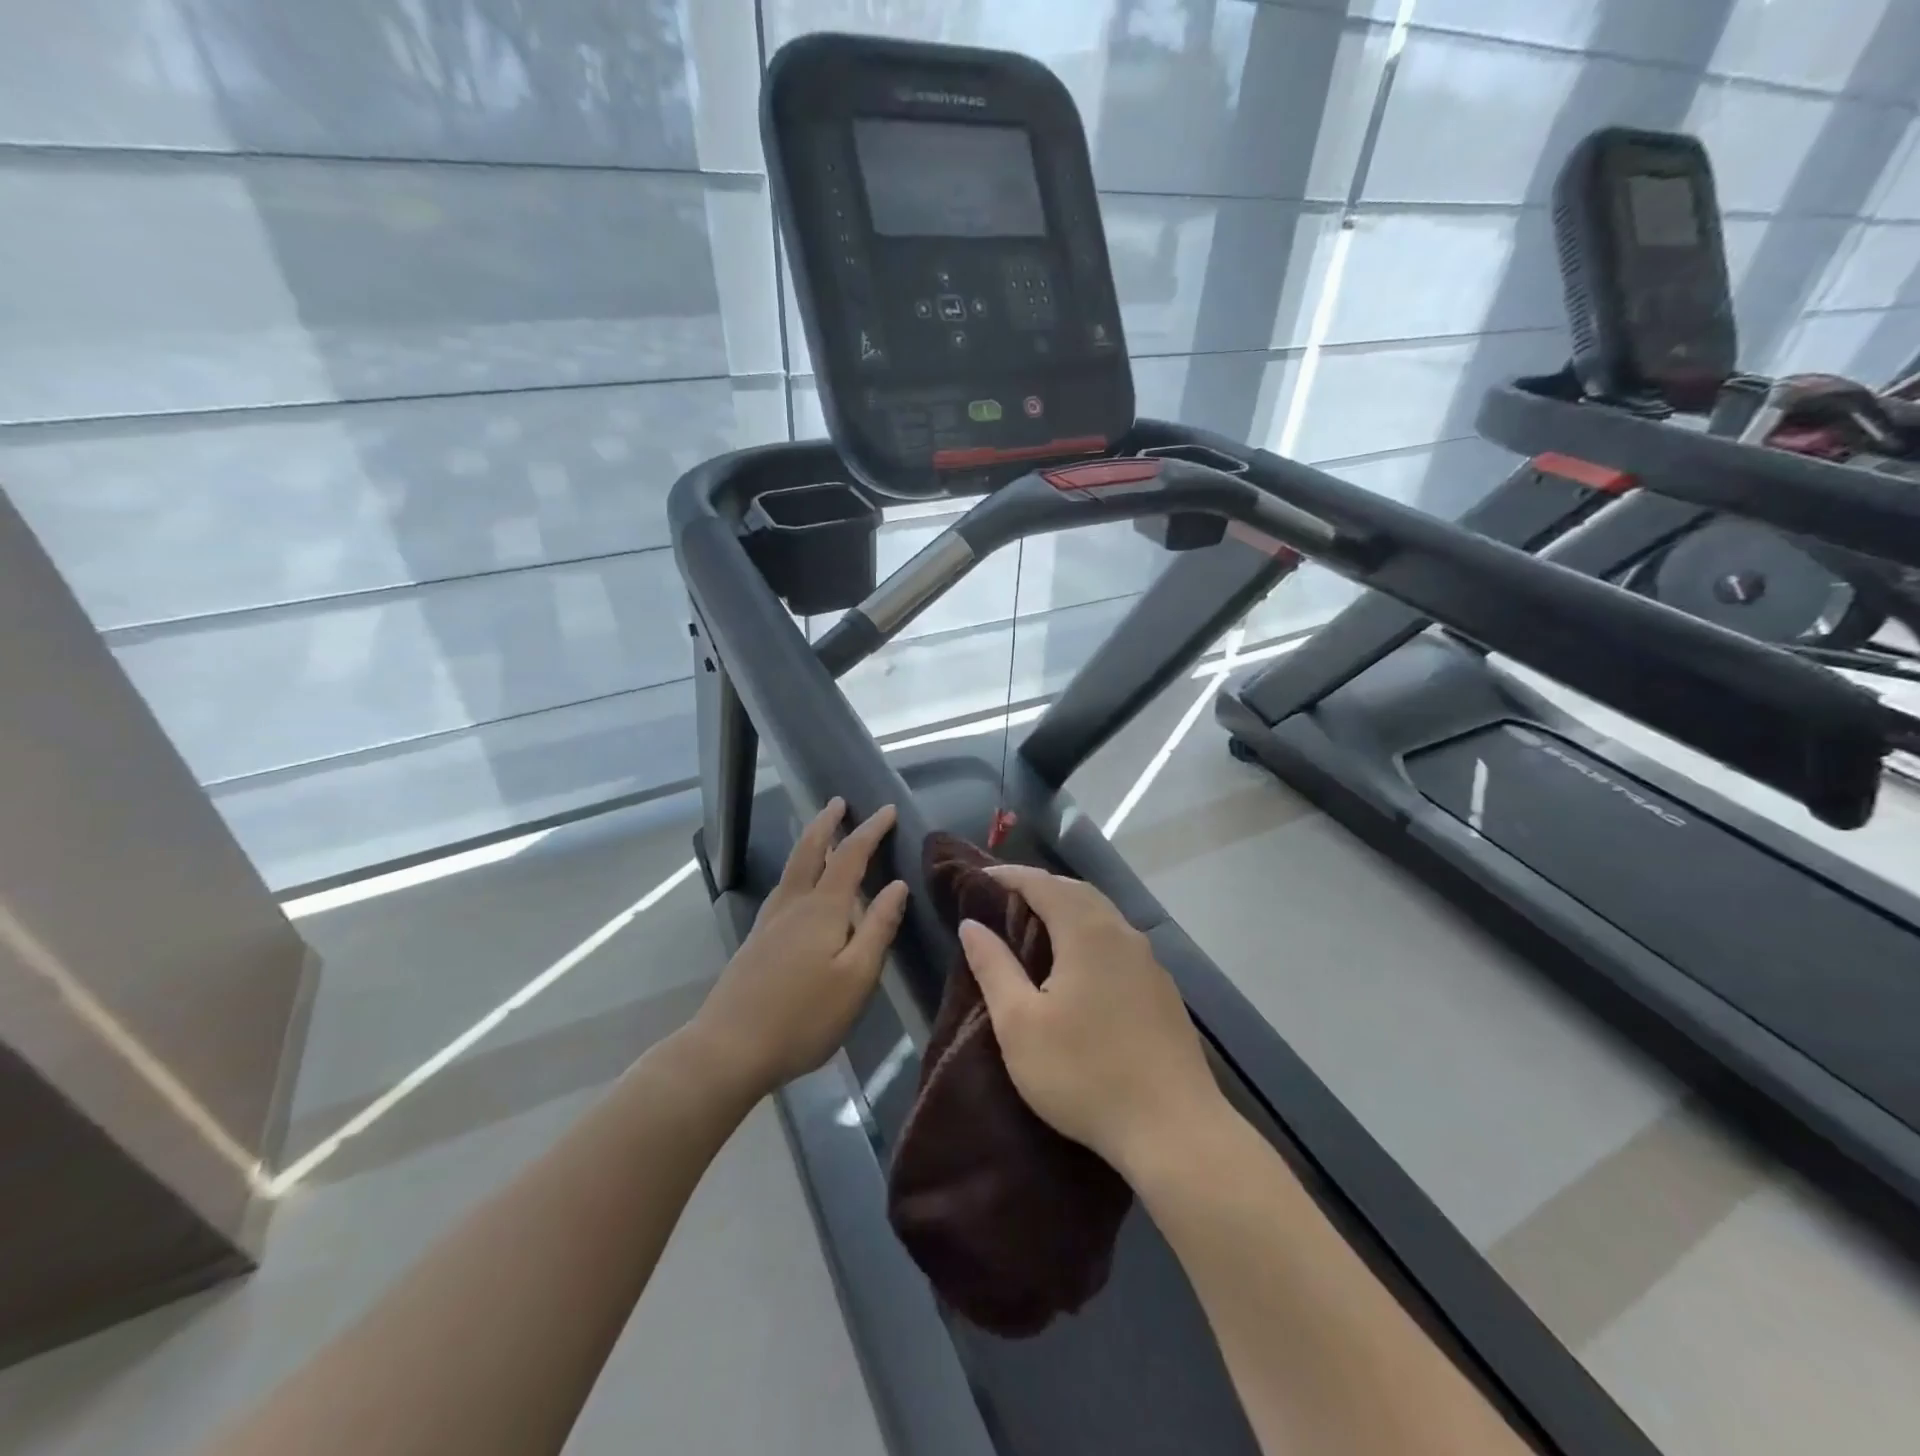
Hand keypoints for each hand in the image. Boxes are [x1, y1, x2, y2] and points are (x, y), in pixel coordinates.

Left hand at [690, 799, 907, 1097]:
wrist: (729, 1049)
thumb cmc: (803, 1016)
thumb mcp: (856, 977)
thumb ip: (878, 928)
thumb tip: (897, 885)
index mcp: (822, 909)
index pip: (850, 856)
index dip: (870, 831)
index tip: (887, 810)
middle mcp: (793, 905)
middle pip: (810, 851)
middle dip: (826, 824)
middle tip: (838, 802)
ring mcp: (769, 923)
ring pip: (792, 869)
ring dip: (809, 843)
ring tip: (821, 834)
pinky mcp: (756, 943)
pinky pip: (782, 889)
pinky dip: (797, 871)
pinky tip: (797, 889)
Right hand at [959, 866, 1223, 1172]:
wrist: (1175, 1129)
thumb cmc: (1084, 1073)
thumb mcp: (1021, 1024)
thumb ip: (994, 967)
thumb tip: (972, 924)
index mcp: (1087, 931)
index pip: (1042, 884)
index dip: (1008, 877)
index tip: (978, 878)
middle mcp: (1122, 933)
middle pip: (1076, 891)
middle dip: (1039, 887)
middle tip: (1004, 898)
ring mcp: (1149, 961)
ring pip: (1102, 916)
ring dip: (1067, 910)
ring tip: (1036, 927)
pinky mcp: (1163, 990)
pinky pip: (1118, 942)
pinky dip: (1089, 934)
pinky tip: (1079, 966)